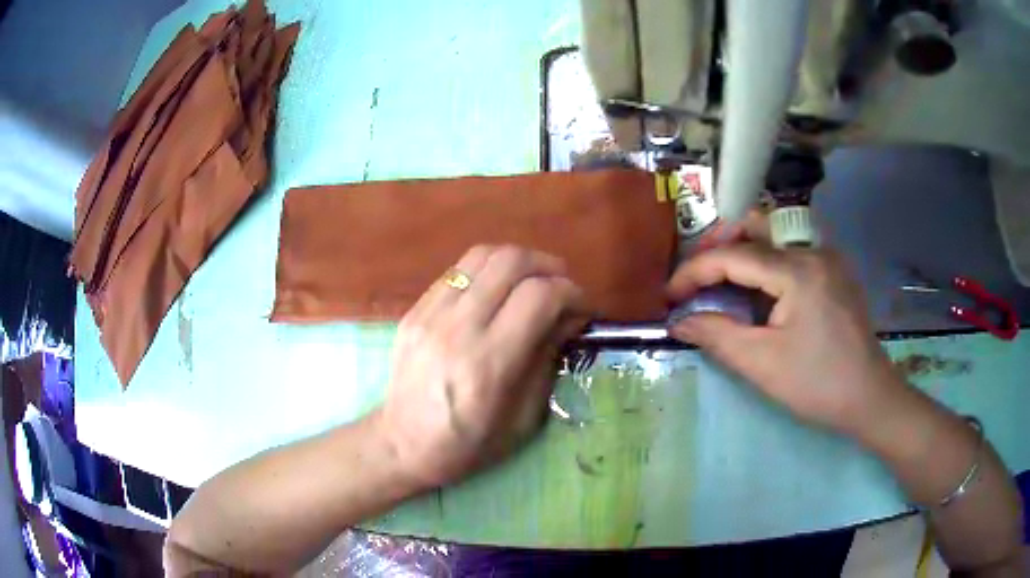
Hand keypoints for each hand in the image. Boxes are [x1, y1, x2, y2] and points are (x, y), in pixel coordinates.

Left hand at [377, 245, 586, 488]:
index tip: (582, 308)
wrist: (402, 444)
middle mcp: (458, 329)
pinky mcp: (414, 311)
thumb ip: (548, 360)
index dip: (571, 293)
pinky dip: (486, 272)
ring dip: (517, 261)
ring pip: (482, 254)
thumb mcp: (522, 418)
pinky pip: (457, 270)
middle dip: (548, 266)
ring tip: (531, 281)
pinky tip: (495, 292)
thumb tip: (571, 318)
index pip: (539, 297)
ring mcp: (430, 315)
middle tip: (561, 286)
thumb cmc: (468, 445)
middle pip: (511, 262)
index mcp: (489, 364)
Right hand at [667, 239, 906, 439]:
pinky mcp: (834, 271)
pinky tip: (760, 292)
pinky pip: (792, 252)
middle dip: (719, 244)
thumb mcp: (762, 364)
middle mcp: (813, 250)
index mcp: (797, 271)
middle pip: (756, 225)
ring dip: (742, 252)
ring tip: (722, 282)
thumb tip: (680, 321)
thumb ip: (717, 336)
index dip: (695, 271)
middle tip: (697, 277)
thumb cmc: (817, 384)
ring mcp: (827, 257)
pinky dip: (766, 263)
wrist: (869, 397)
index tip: (670, 294)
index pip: (734, 255)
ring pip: (774, 235)